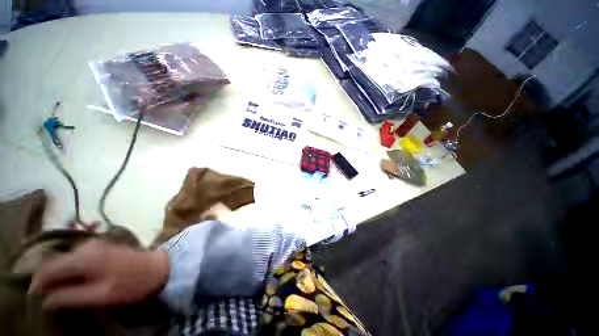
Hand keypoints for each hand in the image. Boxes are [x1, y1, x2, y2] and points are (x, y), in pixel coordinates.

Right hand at [29, 239, 168, 309]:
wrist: (158, 267)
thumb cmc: (131, 283)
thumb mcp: (100, 295)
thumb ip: (71, 297)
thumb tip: (46, 301)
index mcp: (84, 258)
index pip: (49, 268)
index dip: (37, 282)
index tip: (32, 296)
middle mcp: (87, 246)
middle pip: (56, 261)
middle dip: (46, 277)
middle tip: (43, 295)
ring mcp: (96, 244)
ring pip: (66, 258)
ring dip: (58, 272)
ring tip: (55, 289)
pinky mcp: (102, 246)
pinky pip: (76, 256)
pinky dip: (69, 267)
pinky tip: (71, 278)